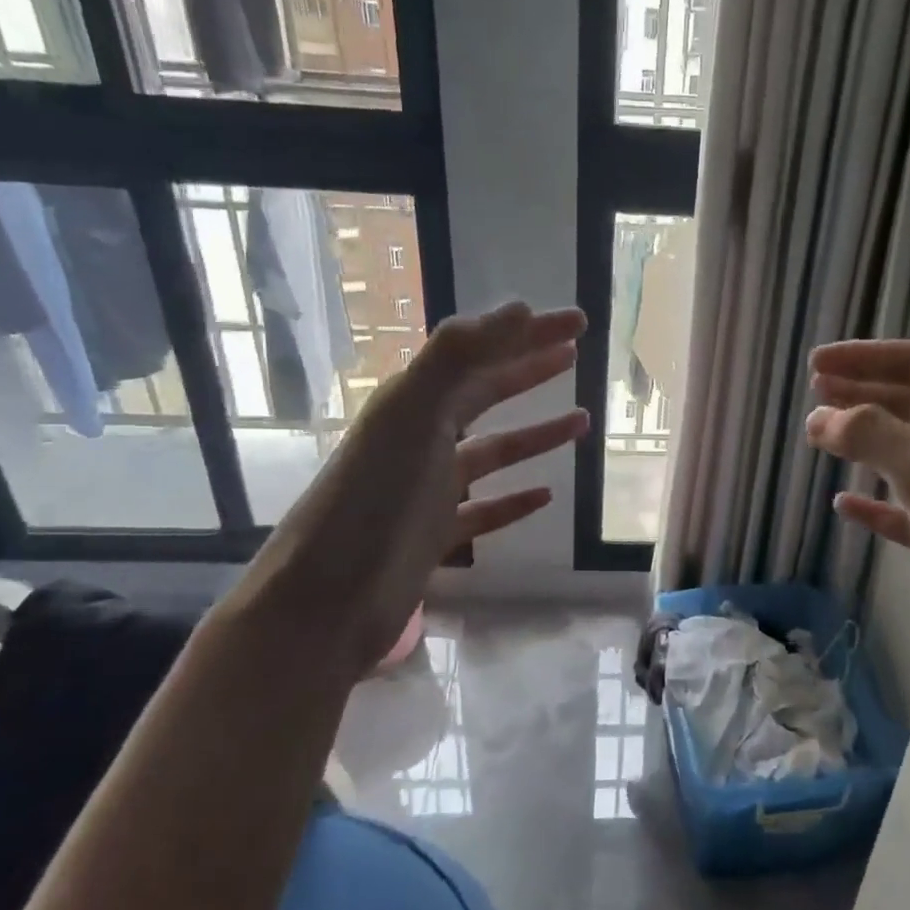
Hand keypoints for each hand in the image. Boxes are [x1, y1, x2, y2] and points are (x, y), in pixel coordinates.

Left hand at [229, 301, 588, 685]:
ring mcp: (429, 488)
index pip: (480, 354)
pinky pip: (486, 510)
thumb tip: (518, 309)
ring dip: (535, 434)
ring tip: (582, 421)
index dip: (527, 334)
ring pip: (493, 451)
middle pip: (485, 393)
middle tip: (576, 354)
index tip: (577, 323)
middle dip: (530, 370)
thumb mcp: (411, 415)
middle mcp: (421, 438)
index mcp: (414, 403)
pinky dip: (516, 500)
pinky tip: (546, 495)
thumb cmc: (373, 501)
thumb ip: (458, 357)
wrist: (327, 600)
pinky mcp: (436, 535)